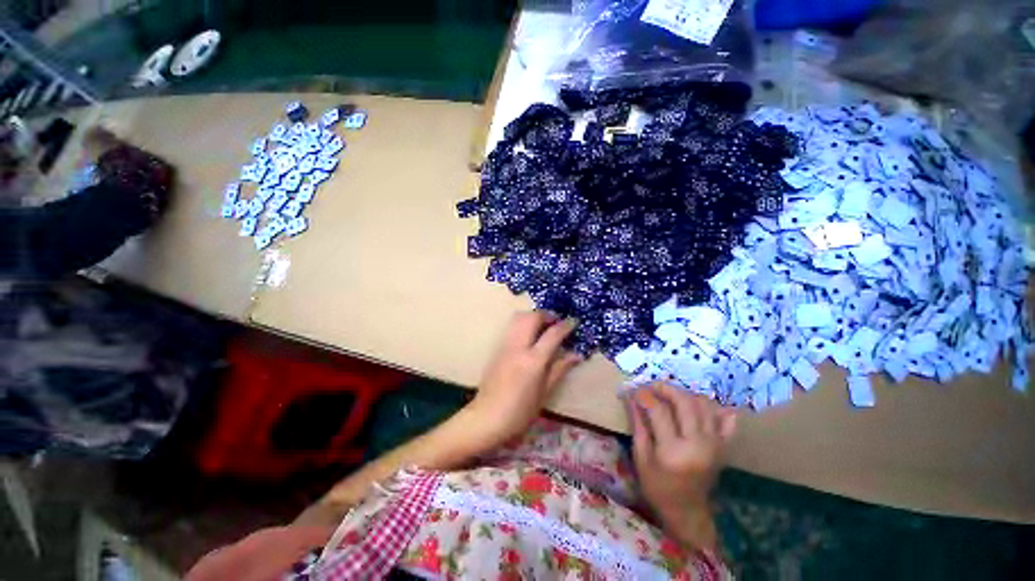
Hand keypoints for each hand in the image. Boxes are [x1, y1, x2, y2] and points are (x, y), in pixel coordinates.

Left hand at [466, 311, 581, 449]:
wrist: (487, 417)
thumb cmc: (520, 411)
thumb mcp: (545, 392)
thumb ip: (560, 368)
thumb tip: (577, 354)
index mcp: (533, 360)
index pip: (552, 334)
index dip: (565, 325)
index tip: (573, 322)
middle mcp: (518, 347)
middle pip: (532, 317)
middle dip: (547, 315)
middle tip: (556, 323)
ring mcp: (505, 345)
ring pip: (518, 317)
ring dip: (533, 316)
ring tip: (543, 327)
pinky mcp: (497, 348)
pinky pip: (511, 327)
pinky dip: (523, 323)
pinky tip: (530, 336)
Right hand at [627, 383, 736, 550]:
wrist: (687, 511)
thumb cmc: (657, 487)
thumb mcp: (640, 457)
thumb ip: (637, 424)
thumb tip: (630, 396)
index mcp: (673, 451)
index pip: (658, 410)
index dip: (644, 395)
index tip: (633, 390)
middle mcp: (698, 444)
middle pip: (685, 402)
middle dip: (665, 388)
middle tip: (651, 387)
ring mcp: (715, 444)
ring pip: (704, 404)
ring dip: (685, 394)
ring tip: (669, 396)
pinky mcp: (723, 446)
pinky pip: (725, 419)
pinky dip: (713, 407)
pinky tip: (697, 406)